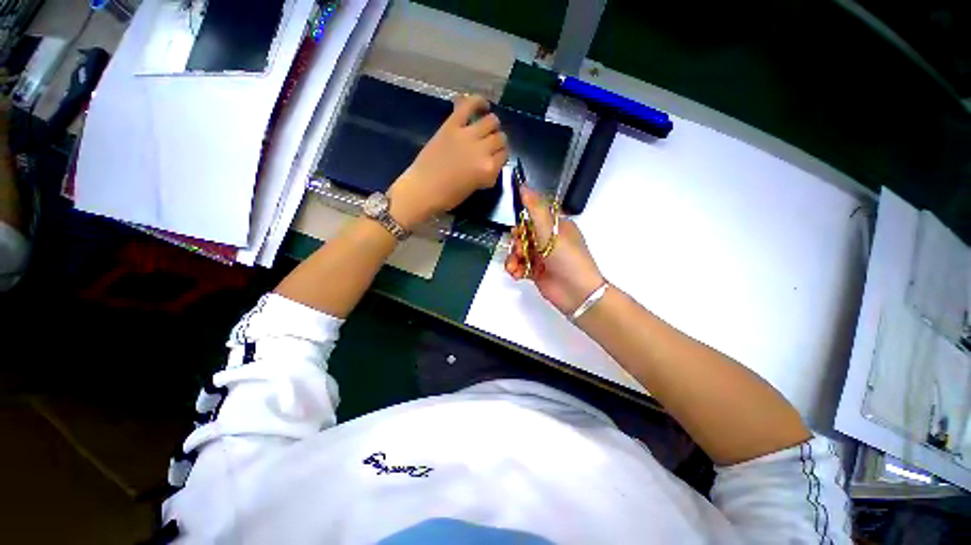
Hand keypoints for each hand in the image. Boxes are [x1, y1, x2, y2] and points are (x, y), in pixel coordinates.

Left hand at [387, 95, 507, 228]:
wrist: (423, 189)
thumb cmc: (448, 196)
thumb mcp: (475, 188)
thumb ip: (487, 174)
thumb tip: (492, 163)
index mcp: (488, 169)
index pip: (504, 156)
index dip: (500, 157)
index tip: (494, 159)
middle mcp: (482, 150)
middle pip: (500, 138)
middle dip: (498, 142)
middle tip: (490, 145)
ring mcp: (467, 135)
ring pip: (491, 121)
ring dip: (492, 124)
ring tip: (487, 127)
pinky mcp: (452, 125)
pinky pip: (468, 106)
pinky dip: (477, 101)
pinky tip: (482, 104)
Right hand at [505, 186, 604, 314]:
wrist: (576, 293)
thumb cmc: (568, 259)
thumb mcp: (551, 231)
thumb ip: (536, 209)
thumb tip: (524, 186)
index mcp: (557, 226)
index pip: (535, 215)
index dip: (523, 219)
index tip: (517, 224)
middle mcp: (549, 239)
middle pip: (524, 234)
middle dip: (516, 241)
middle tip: (518, 247)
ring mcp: (542, 256)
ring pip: (519, 250)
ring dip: (513, 257)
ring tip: (515, 266)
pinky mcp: (536, 271)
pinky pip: (520, 265)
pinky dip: (516, 268)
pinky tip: (517, 273)